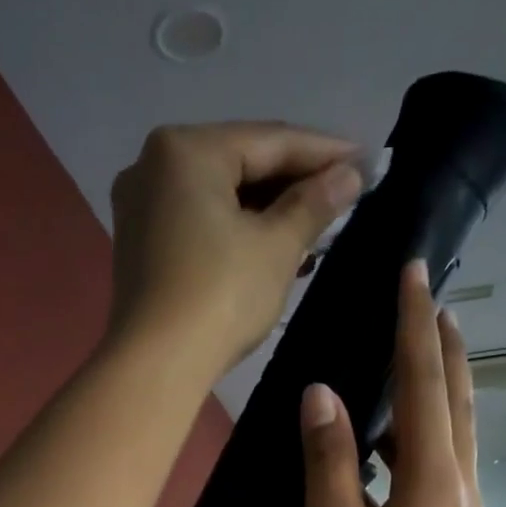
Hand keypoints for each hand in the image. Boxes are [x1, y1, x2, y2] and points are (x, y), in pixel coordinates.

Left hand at [105, 122, 362, 376]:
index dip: (324, 152)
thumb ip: (314, 204)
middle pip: (240, 165)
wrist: (157, 365)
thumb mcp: (277, 247)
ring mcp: (139, 209)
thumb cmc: (221, 297)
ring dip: (267, 212)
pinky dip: (236, 232)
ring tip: (315, 228)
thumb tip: (349, 175)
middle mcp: (152, 167)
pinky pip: (198, 225)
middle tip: (343, 195)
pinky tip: (271, 248)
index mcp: (186, 150)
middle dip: (293, 184)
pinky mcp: (139, 249)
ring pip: (219, 198)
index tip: (366, 160)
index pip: (270, 141)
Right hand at [298, 260, 483, 506]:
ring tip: (425, 358)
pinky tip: (405, 448)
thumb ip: (329, 463)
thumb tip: (323, 393)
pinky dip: (429, 436)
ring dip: (442, 389)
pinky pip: (444, 469)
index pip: (422, 382)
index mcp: (431, 480)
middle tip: (434, 303)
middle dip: (444, 348)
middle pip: (455, 402)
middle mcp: (456, 490)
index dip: (414, 326)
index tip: (413, 272)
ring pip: (455, 437)